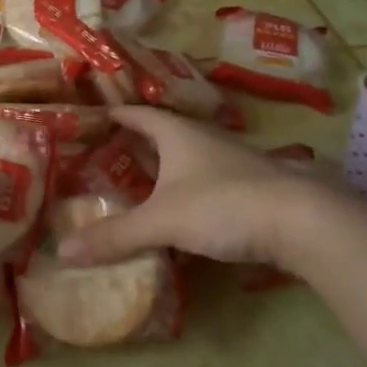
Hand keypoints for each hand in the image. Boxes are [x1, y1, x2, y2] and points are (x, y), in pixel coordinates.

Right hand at [59, 106, 327, 267]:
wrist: (303, 221)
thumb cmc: (223, 205)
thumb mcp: (161, 222)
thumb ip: (114, 236)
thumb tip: (63, 251)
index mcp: (178, 133)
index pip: (139, 114)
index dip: (116, 115)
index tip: (94, 118)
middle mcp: (205, 139)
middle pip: (164, 133)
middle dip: (137, 142)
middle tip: (106, 154)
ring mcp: (232, 161)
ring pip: (188, 158)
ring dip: (165, 168)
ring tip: (138, 183)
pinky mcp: (251, 186)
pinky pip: (207, 181)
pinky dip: (187, 189)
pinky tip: (181, 210)